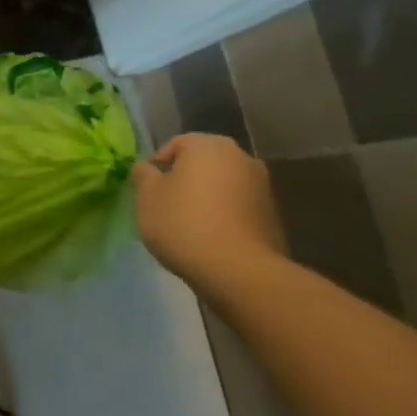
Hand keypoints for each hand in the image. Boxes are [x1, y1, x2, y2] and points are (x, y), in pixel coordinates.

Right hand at [131, 134, 285, 283]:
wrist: (239, 270)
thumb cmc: (184, 224)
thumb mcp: (147, 197)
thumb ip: (143, 176)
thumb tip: (147, 168)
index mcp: (208, 145)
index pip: (175, 144)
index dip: (156, 165)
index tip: (145, 189)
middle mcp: (240, 156)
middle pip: (202, 163)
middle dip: (184, 179)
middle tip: (165, 204)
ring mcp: (262, 186)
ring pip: (222, 185)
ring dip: (206, 197)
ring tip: (188, 224)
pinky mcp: (272, 215)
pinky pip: (238, 207)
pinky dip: (224, 215)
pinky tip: (210, 237)